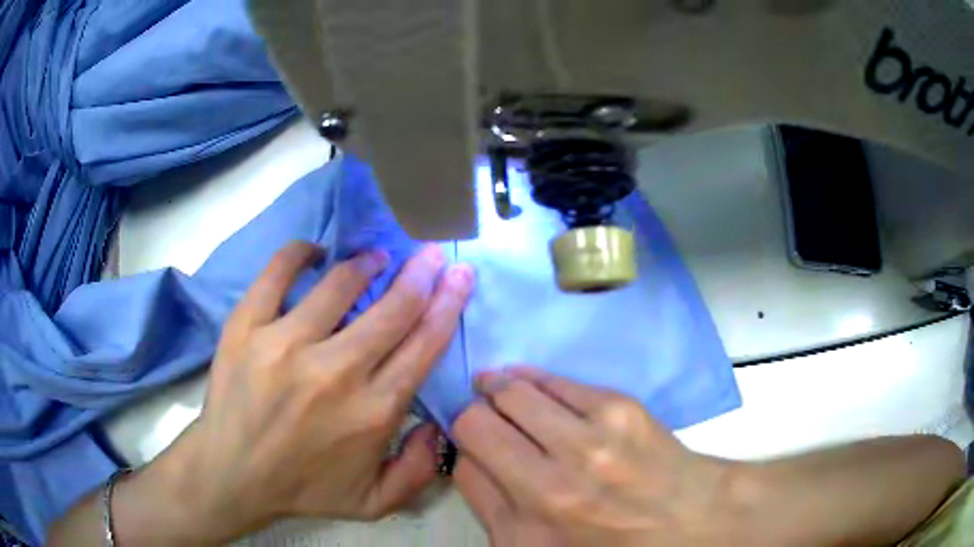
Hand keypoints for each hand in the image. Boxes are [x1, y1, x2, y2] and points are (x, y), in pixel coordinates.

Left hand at [153, 241, 473, 540]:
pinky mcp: (245, 327)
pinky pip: (277, 273)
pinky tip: (313, 253)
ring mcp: (285, 344)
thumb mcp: (374, 501)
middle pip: (392, 309)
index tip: (461, 275)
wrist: (232, 474)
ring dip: (366, 263)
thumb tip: (438, 425)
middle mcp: (334, 372)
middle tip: (433, 251)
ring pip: (339, 284)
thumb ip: (419, 470)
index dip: (447, 304)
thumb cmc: (304, 486)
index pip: (422, 345)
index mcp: (372, 411)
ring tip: (375, 257)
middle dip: (420, 273)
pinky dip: (300, 254)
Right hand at [452, 368, 740, 546]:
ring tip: (495, 389)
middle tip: (481, 417)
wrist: (689, 518)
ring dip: (497, 388)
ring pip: (513, 390)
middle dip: (473, 414)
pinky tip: (531, 385)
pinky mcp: (619, 407)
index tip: (471, 444)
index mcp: (531, 524)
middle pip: (479, 420)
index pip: (465, 463)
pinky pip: (554, 379)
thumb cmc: (611, 545)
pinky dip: (533, 379)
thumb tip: (470, 456)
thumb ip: (491, 505)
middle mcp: (555, 481)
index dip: (461, 448)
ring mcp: (591, 438)